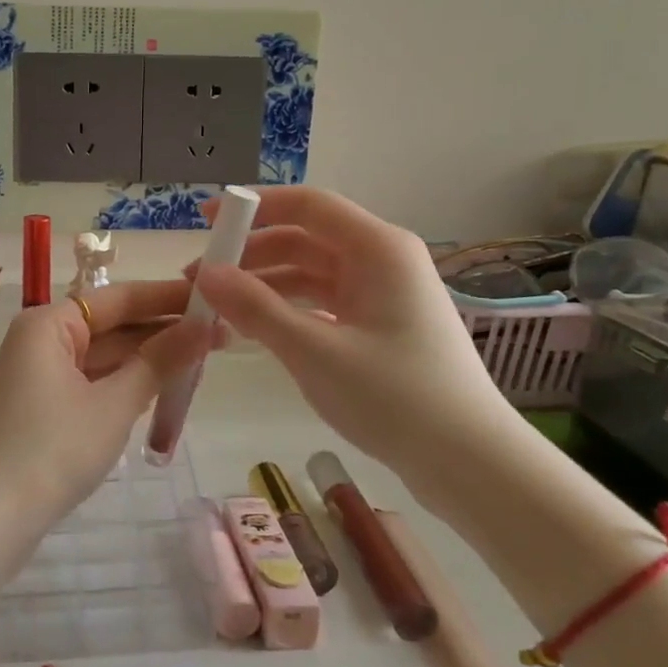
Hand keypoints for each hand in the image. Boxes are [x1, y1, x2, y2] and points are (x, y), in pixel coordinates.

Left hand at [0, 282, 214, 510]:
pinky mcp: (43, 409)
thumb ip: (159, 362)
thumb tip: (203, 326)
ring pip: (103, 358)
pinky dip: (125, 385)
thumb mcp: (113, 404)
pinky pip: (92, 383)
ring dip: (147, 360)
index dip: (167, 297)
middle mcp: (41, 341)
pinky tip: (163, 388)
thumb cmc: (52, 449)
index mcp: (49, 324)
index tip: (213, 296)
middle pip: (110, 326)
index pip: (118, 298)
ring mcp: (40, 376)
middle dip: (162, 331)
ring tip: (203, 359)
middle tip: (221, 334)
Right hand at [192, 187, 515, 481]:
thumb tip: (206, 274)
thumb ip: (255, 308)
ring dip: (264, 284)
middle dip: (251, 254)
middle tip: (199, 279)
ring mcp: (382, 294)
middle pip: (305, 238)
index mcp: (378, 249)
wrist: (468, 461)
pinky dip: (286, 309)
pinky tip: (253, 328)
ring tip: (216, 308)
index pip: (308, 205)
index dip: (254, 207)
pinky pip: (322, 302)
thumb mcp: (314, 351)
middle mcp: (381, 260)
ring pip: (310, 273)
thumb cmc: (395, 397)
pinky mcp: (379, 325)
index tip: (206, 221)